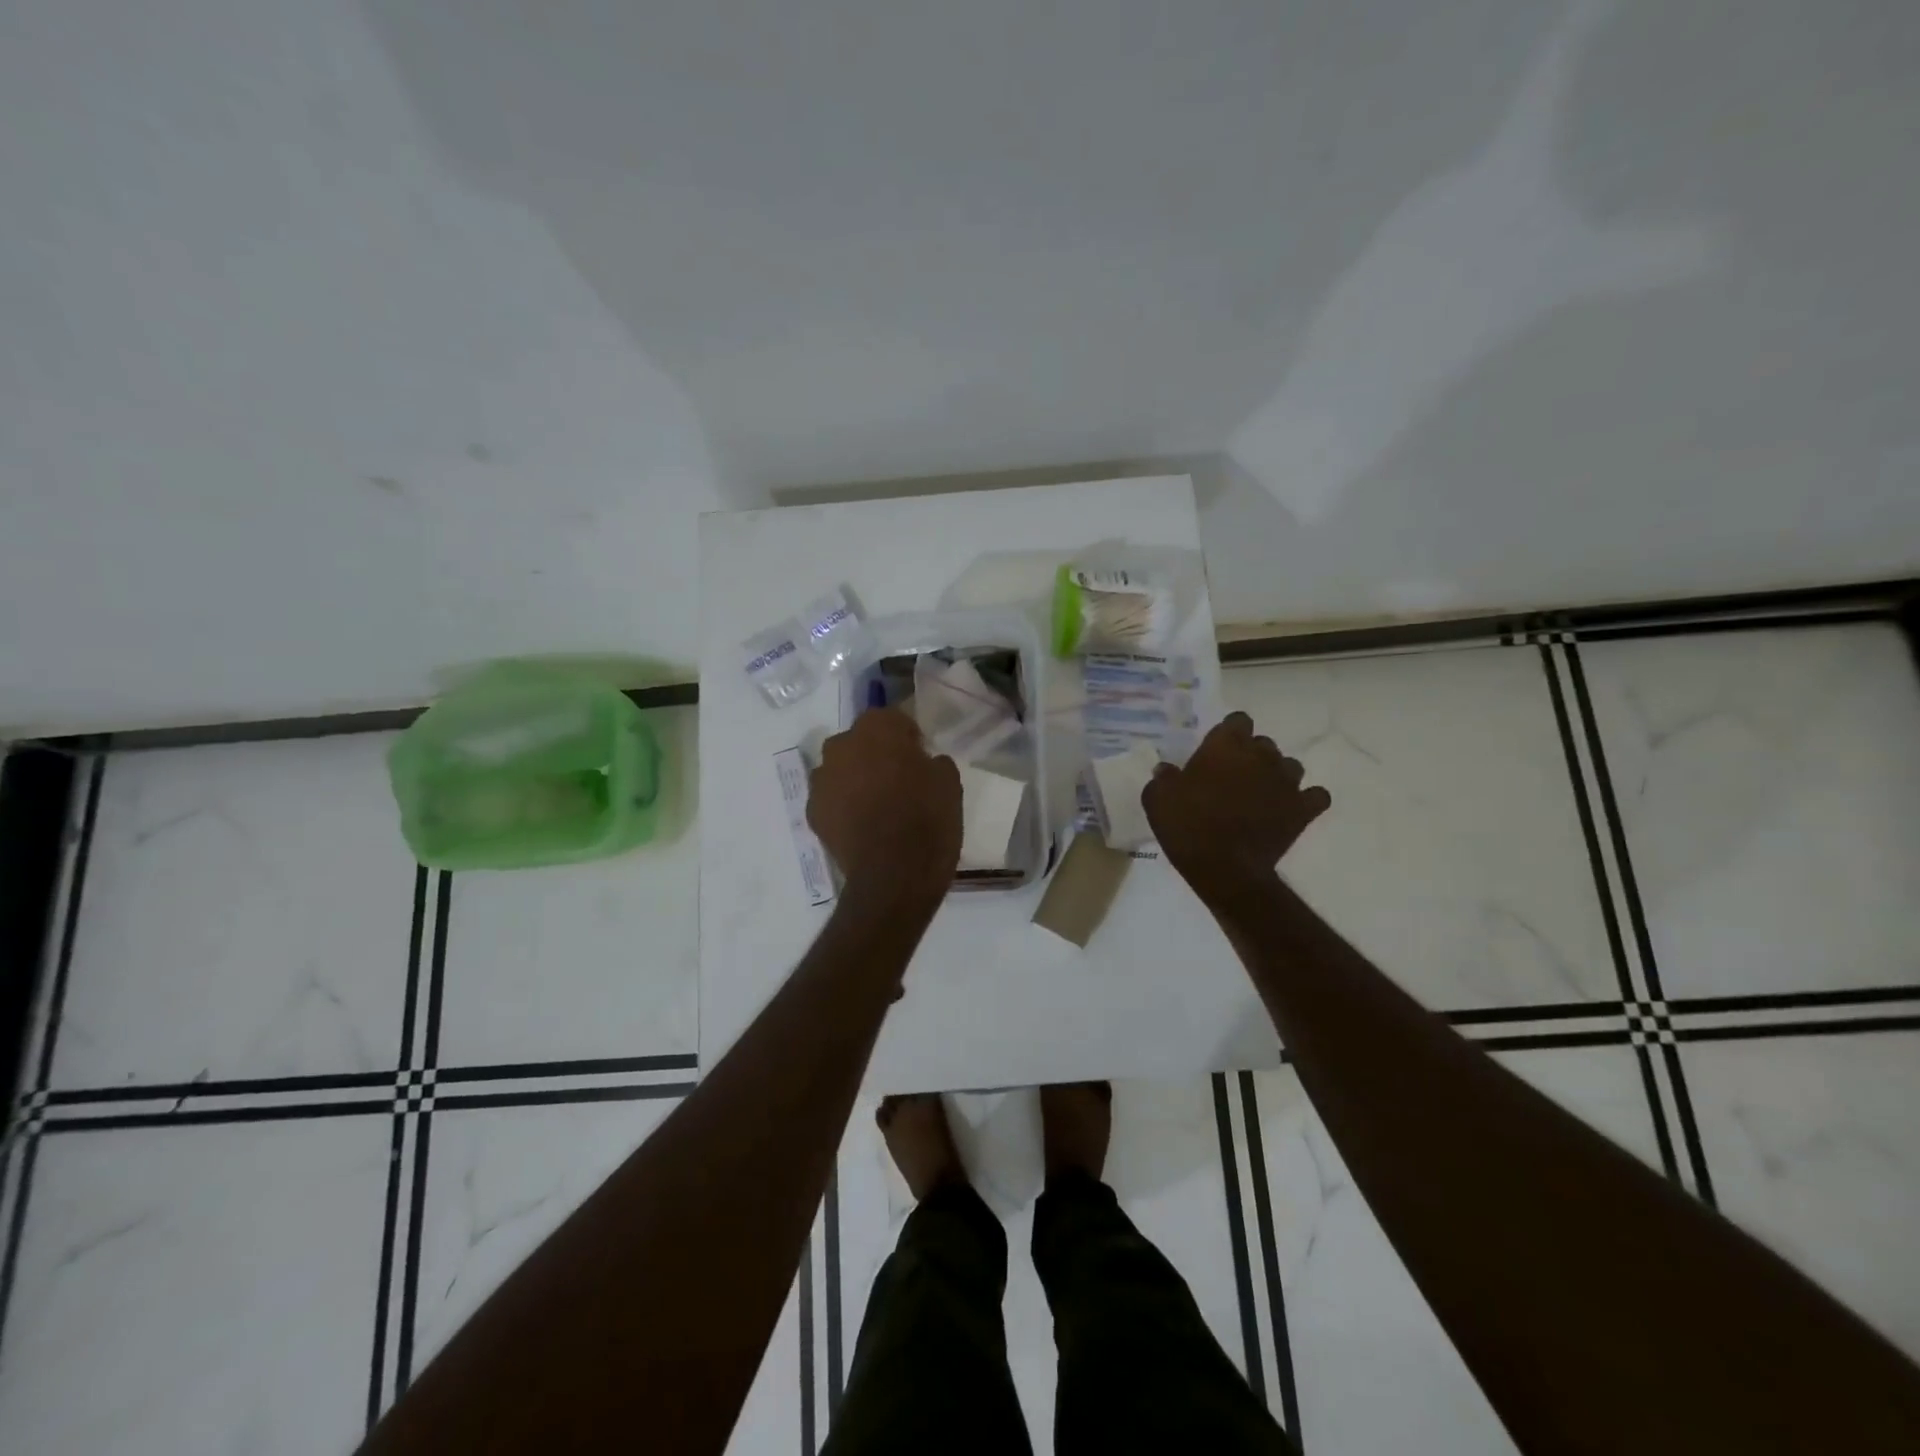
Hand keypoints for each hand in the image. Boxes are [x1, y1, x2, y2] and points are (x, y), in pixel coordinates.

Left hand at [808, 708, 961, 908]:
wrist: (895, 875)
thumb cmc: (927, 819)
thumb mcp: (949, 781)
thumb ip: (932, 761)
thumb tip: (921, 762)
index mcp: (876, 728)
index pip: (891, 719)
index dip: (906, 737)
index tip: (919, 757)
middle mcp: (841, 745)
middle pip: (860, 742)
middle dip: (875, 754)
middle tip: (898, 780)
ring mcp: (821, 780)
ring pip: (841, 770)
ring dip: (855, 779)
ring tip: (878, 806)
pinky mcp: (812, 812)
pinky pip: (831, 799)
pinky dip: (843, 806)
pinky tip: (862, 826)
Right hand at [1143, 711, 1330, 899]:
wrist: (1224, 868)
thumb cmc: (1187, 826)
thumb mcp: (1157, 798)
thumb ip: (1164, 777)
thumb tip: (1167, 769)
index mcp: (1226, 745)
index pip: (1238, 720)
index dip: (1228, 734)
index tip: (1215, 752)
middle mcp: (1261, 755)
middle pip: (1263, 743)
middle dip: (1251, 756)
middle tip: (1232, 778)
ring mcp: (1287, 782)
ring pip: (1289, 766)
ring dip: (1276, 775)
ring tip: (1260, 794)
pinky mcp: (1303, 809)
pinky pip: (1315, 795)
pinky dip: (1305, 800)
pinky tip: (1289, 808)